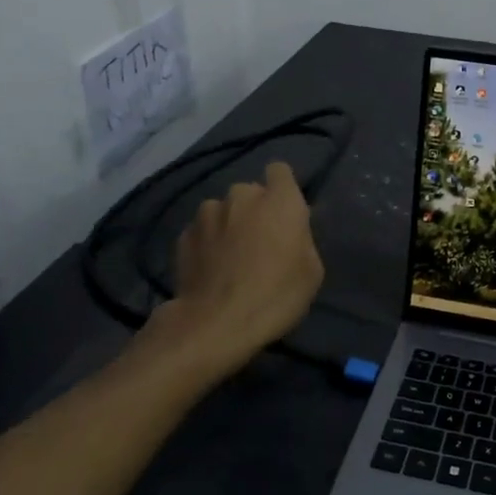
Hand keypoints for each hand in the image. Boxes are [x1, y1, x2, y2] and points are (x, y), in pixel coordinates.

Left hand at [166, 161, 323, 369]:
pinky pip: (202, 231)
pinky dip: (207, 243)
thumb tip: (290, 230)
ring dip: (228, 224)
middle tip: (260, 242)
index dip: (282, 188)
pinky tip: (210, 270)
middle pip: (250, 192)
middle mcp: (242, 196)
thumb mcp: (312, 271)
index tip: (284, 211)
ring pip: (222, 210)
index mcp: (279, 200)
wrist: (217, 323)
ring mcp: (207, 213)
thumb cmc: (276, 295)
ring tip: (230, 258)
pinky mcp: (183, 235)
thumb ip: (301, 238)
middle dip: (255, 209)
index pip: (280, 171)